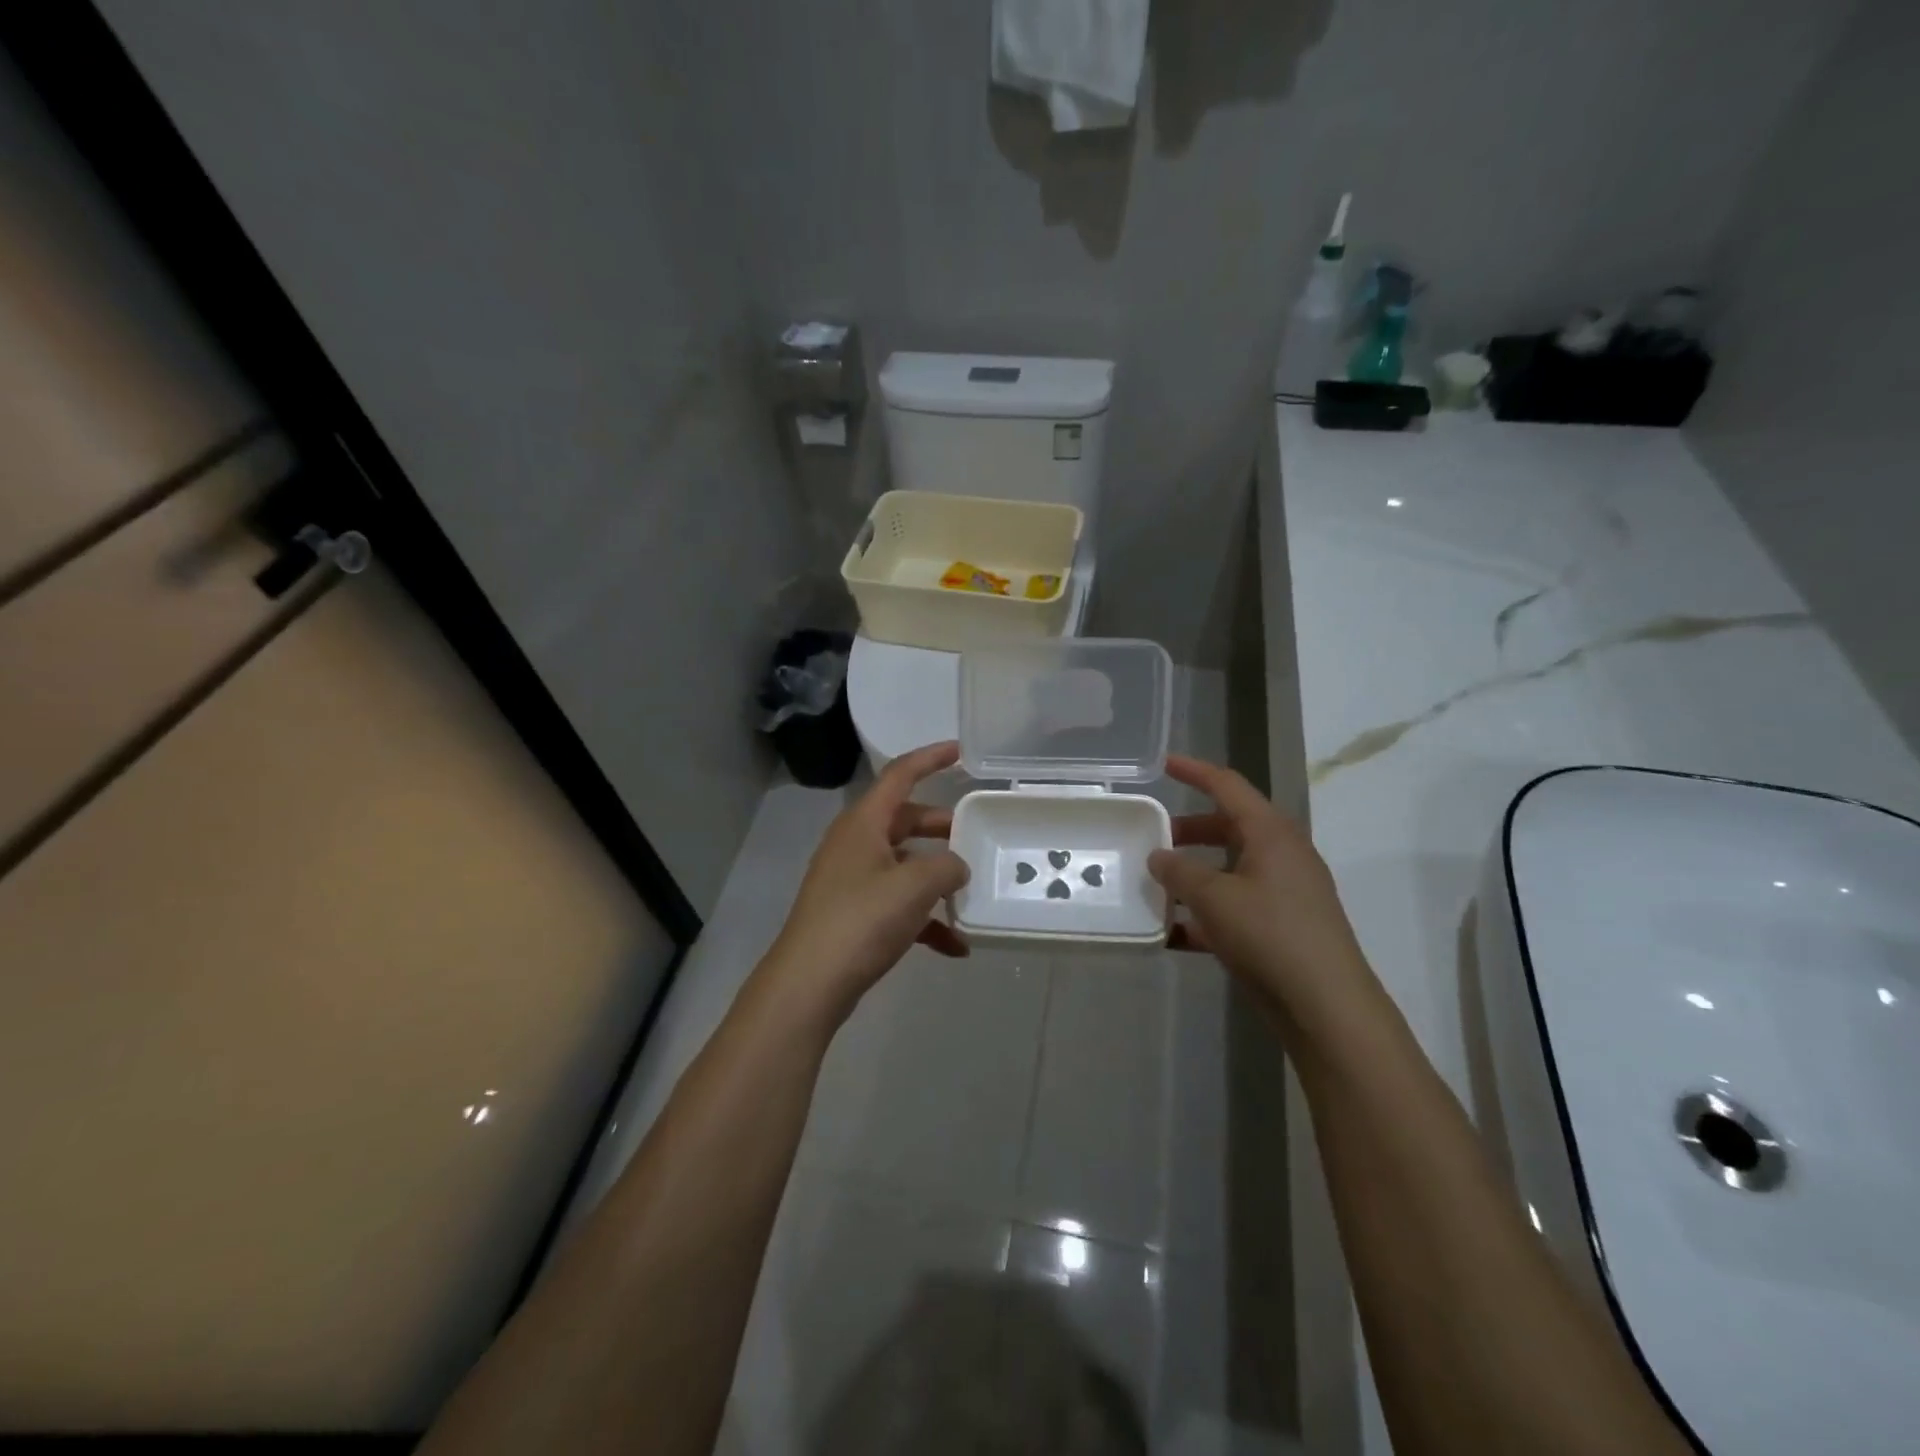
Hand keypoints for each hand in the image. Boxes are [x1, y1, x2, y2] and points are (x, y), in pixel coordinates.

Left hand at [759, 740, 969, 1024]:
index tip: (960, 751)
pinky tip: (955, 946)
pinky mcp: (853, 914)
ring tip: (971, 892)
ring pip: (904, 864)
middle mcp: (855, 844)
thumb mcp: (915, 886)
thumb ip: (947, 867)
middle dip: (941, 827)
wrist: (810, 984)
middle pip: (904, 820)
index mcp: (863, 822)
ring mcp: (852, 880)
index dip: (930, 758)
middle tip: (976, 833)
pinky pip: (897, 904)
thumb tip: (956, 867)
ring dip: (936, 877)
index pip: (900, 774)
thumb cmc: (861, 920)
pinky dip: (925, 919)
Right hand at [1149, 755, 1378, 1037]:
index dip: (1195, 771)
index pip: (1228, 787)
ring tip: (1157, 885)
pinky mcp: (1281, 927)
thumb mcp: (1213, 897)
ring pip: (1230, 869)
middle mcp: (1281, 855)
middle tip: (1154, 836)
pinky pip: (1235, 906)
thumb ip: (1179, 871)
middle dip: (1189, 830)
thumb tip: (1158, 856)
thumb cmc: (1269, 934)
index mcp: (1271, 834)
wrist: (1325, 1005)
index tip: (1164, 764)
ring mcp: (1284, 893)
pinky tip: (1173, 933)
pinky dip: (1205, 913)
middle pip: (1229, 827)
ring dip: (1194, 874)